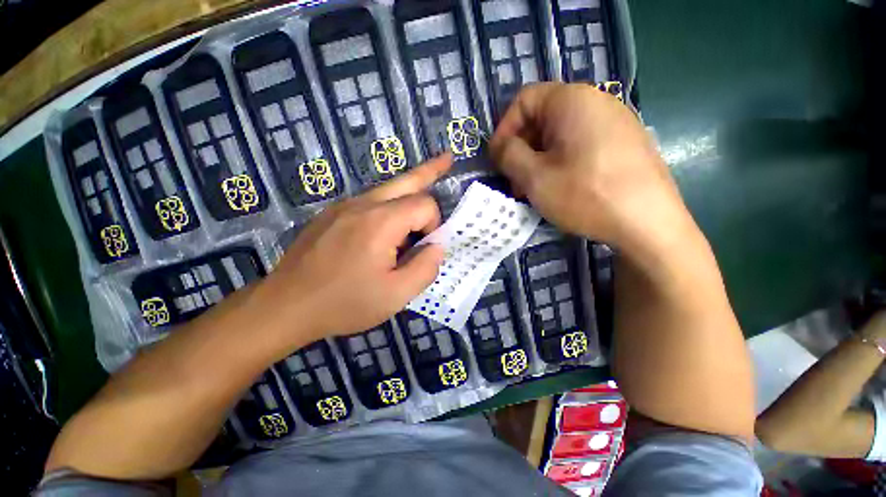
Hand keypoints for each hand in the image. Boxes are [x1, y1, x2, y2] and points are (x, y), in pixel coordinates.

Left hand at [258, 155, 450, 346]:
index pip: (425, 205)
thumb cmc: (344, 303)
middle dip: (430, 172)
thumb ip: (426, 268)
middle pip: (406, 180)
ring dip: (409, 192)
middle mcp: (363, 204)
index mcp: (381, 222)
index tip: (425, 248)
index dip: (434, 225)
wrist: (286, 306)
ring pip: (388, 189)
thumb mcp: (396, 295)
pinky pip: (370, 201)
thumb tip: (437, 246)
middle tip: (447, 159)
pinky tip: (389, 225)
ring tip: (426, 183)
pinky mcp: (333, 214)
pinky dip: (389, 205)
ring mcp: (344, 206)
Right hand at [490, 83, 694, 255]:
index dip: (504, 128)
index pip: (524, 100)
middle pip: (542, 117)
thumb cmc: (585, 195)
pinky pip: (580, 145)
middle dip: (521, 149)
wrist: (648, 224)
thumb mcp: (534, 177)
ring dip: (538, 159)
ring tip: (533, 189)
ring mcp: (615, 122)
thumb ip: (509, 155)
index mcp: (572, 101)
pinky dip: (560, 162)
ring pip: (560, 134)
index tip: (497, 159)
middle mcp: (596, 102)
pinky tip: (559, 187)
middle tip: (514, 181)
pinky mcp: (624, 143)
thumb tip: (501, 146)